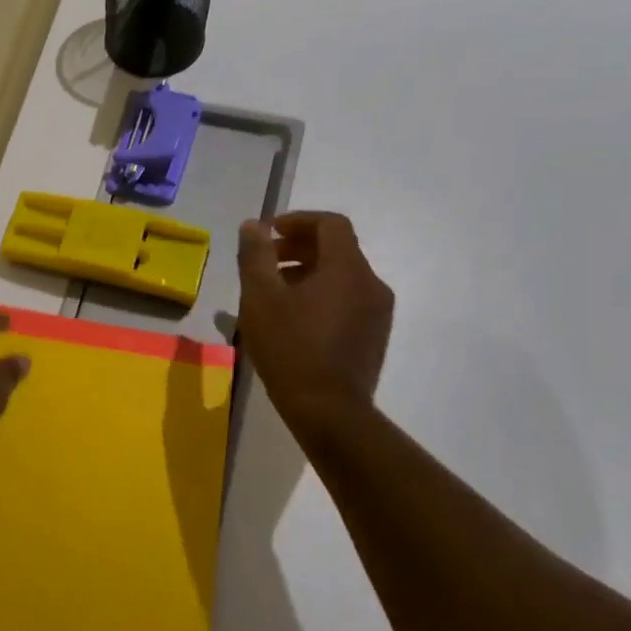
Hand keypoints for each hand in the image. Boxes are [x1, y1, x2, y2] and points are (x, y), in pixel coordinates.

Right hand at [237, 213, 393, 414]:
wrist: (328, 410)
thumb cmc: (290, 348)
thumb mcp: (260, 297)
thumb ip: (256, 255)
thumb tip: (253, 225)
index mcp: (347, 269)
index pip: (330, 224)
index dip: (298, 221)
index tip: (268, 232)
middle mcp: (371, 284)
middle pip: (337, 249)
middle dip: (298, 247)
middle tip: (264, 262)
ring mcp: (377, 313)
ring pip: (342, 276)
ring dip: (307, 272)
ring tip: (272, 292)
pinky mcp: (374, 336)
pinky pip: (347, 300)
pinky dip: (320, 295)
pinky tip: (292, 319)